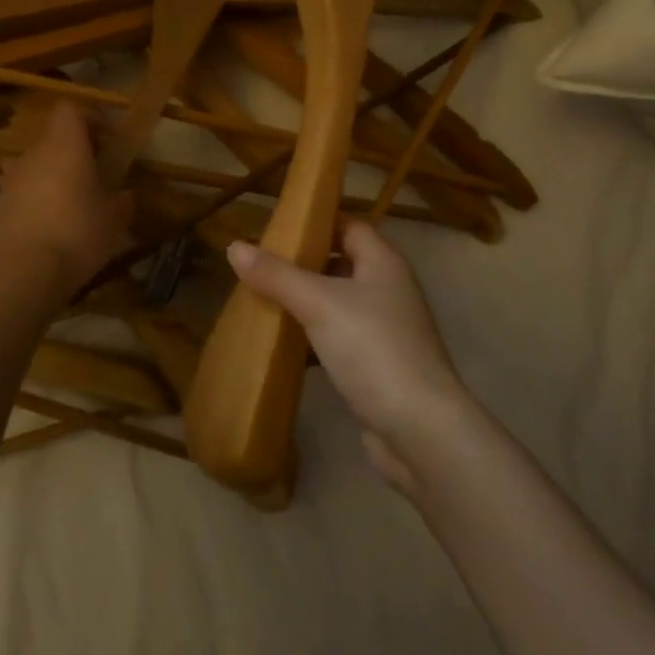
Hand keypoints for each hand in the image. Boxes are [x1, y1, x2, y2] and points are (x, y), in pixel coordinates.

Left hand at [0, 103, 133, 312]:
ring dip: (51, 176)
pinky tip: (48, 229)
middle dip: (73, 151)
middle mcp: (33, 155)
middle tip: (94, 174)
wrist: (22, 275)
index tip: (107, 139)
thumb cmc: (77, 234)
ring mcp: (10, 181)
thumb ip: (122, 200)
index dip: (89, 119)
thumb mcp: (115, 219)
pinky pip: (20, 193)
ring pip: (34, 166)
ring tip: (69, 202)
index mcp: (65, 146)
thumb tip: (124, 195)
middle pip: (52, 138)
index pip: (71, 110)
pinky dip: (34, 201)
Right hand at [227, 223, 471, 492]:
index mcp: (383, 262)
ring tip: (262, 300)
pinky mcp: (376, 365)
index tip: (274, 229)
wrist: (419, 430)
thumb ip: (276, 275)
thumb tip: (234, 246)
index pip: (347, 226)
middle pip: (340, 263)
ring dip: (304, 302)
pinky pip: (338, 338)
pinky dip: (312, 337)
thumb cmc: (372, 349)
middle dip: (302, 264)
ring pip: (337, 303)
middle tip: (260, 266)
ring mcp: (384, 329)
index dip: (314, 223)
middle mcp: (388, 289)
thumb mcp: (318, 303)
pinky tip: (282, 344)